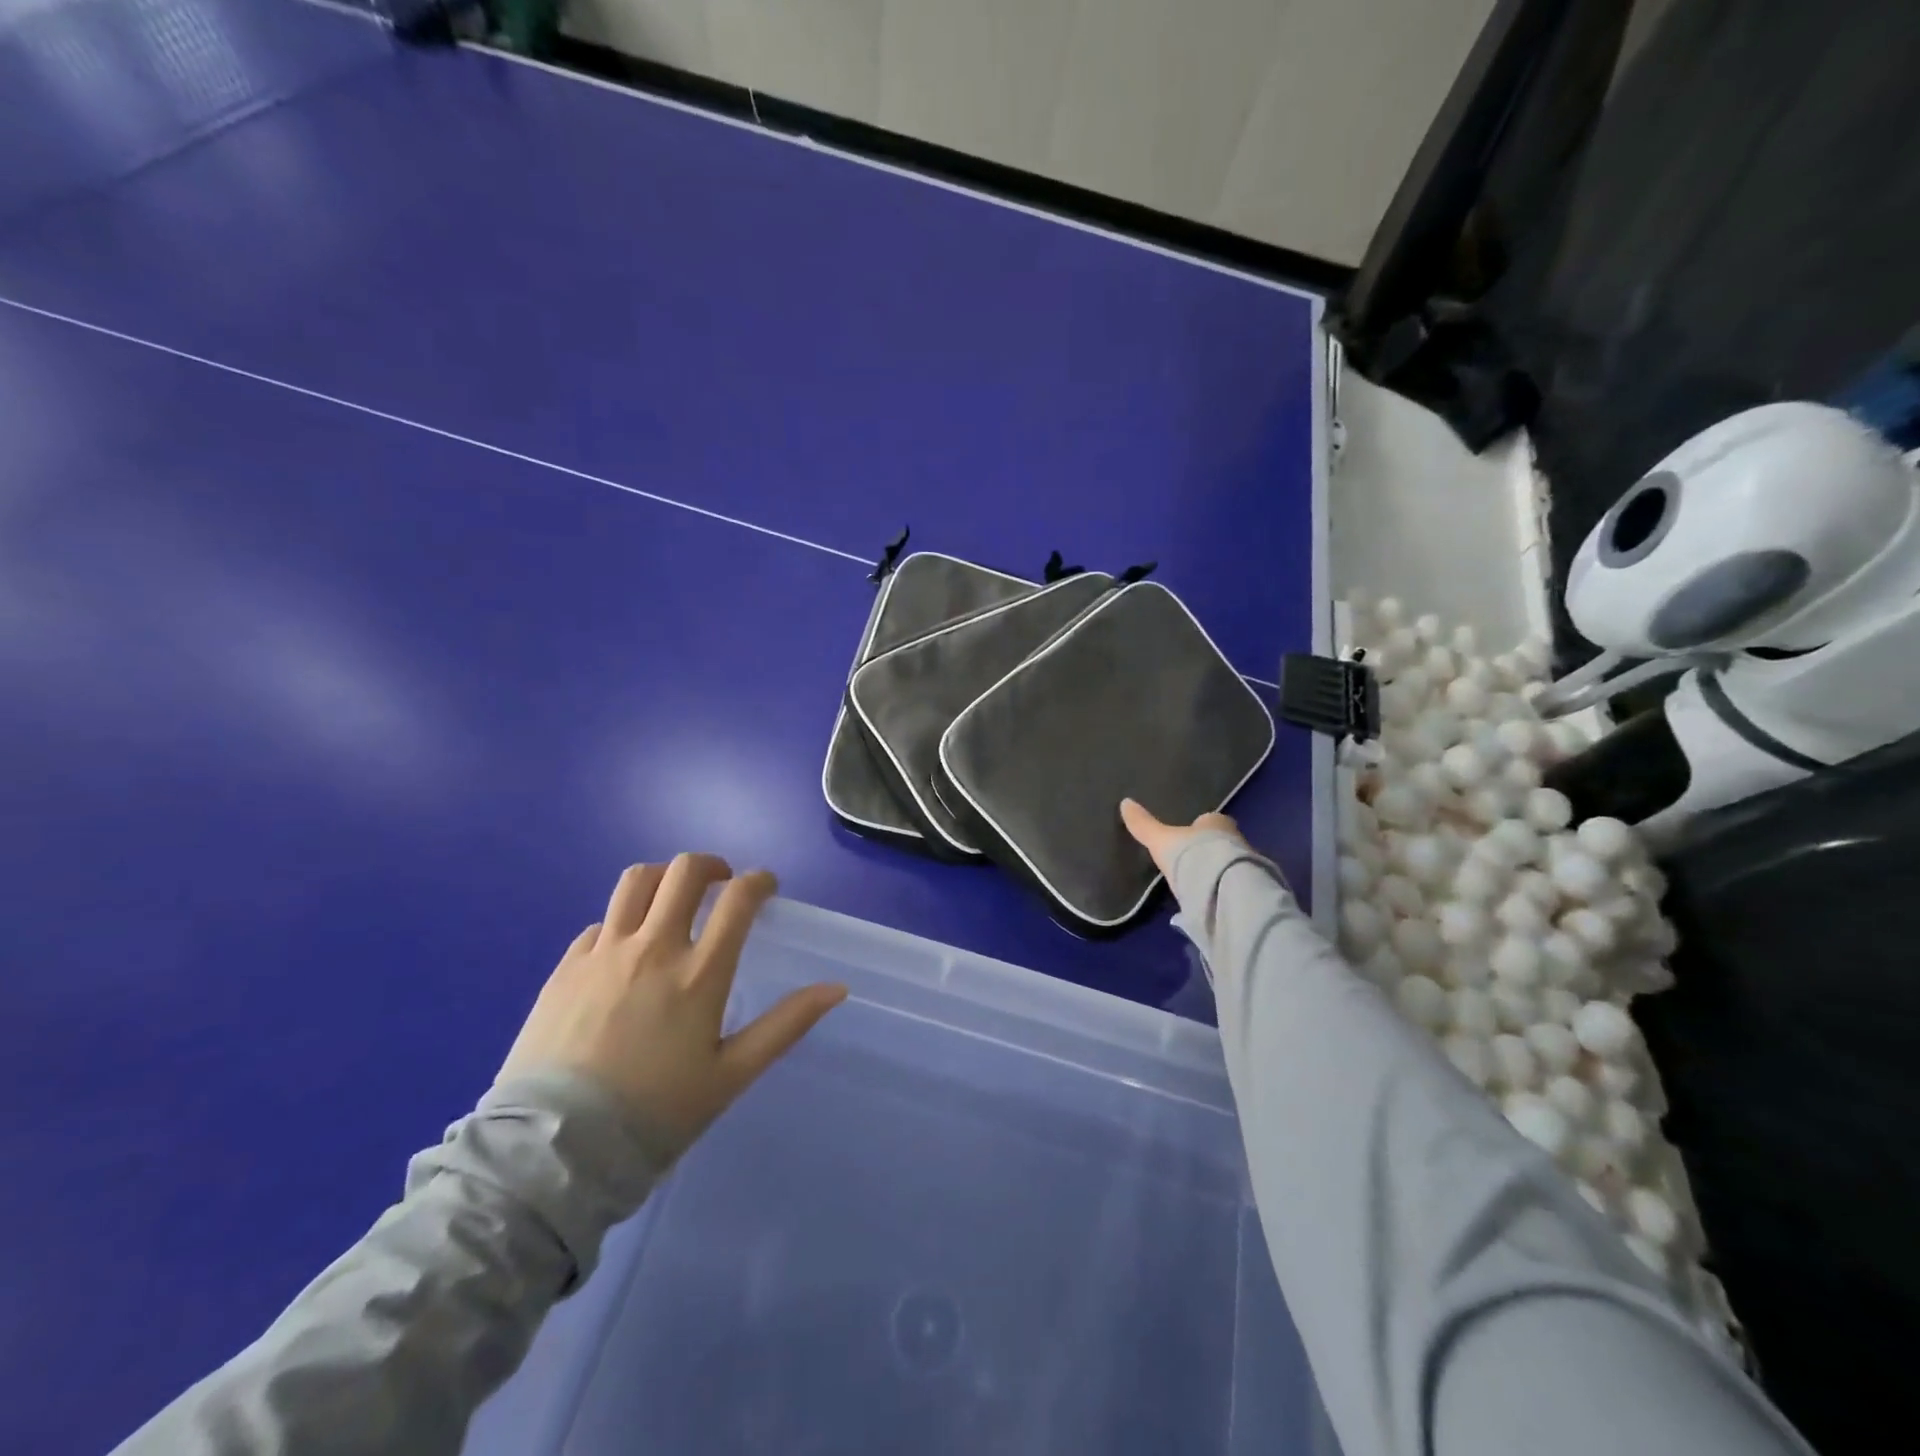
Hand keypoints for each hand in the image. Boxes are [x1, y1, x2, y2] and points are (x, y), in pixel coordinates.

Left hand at [499, 855, 846, 1156]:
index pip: (738, 898)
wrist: (555, 1152)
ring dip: (663, 879)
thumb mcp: (732, 1074)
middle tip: (720, 885)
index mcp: (699, 972)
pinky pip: (600, 923)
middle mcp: (653, 948)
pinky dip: (623, 923)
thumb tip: (837, 988)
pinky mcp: (566, 967)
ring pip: (637, 881)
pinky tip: (625, 952)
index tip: (765, 889)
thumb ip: (786, 1024)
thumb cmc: (656, 1114)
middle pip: (685, 871)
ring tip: (672, 900)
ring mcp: (604, 953)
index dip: (759, 881)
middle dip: (712, 866)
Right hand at [1120, 799, 1244, 878]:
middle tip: (1192, 861)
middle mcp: (1235, 839)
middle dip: (1210, 849)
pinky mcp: (1247, 888)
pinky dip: (1223, 889)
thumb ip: (1144, 825)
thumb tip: (1125, 803)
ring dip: (1217, 870)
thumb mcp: (1161, 839)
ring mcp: (1245, 864)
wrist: (1222, 887)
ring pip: (1229, 863)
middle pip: (1221, 841)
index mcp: (1216, 822)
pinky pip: (1233, 884)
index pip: (1209, 821)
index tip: (1188, 838)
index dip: (1199, 828)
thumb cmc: (1191, 854)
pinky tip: (1210, 898)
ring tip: (1199, 883)